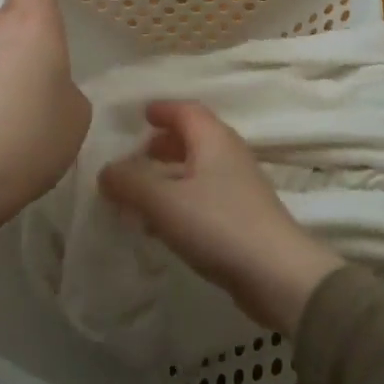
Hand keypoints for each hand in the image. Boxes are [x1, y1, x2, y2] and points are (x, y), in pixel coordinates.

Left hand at [0, 0, 90, 238]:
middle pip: (10, 16)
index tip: (55, 17)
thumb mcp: (77, 116)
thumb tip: (49, 90)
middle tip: (47, 73)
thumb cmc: (32, 137)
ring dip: (5, 67)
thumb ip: (67, 89)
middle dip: (28, 37)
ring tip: (20, 109)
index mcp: (33, 26)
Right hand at [101, 100, 344, 334]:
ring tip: (143, 192)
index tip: (141, 114)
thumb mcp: (163, 201)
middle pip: (194, 137)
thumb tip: (107, 170)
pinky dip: (182, 199)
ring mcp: (240, 186)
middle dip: (165, 142)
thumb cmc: (218, 224)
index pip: (186, 110)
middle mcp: (229, 154)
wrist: (277, 273)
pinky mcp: (243, 216)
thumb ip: (130, 182)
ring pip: (199, 168)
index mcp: (213, 139)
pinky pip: (205, 196)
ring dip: (171, 174)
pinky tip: (164, 225)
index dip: (163, 109)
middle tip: (138, 154)